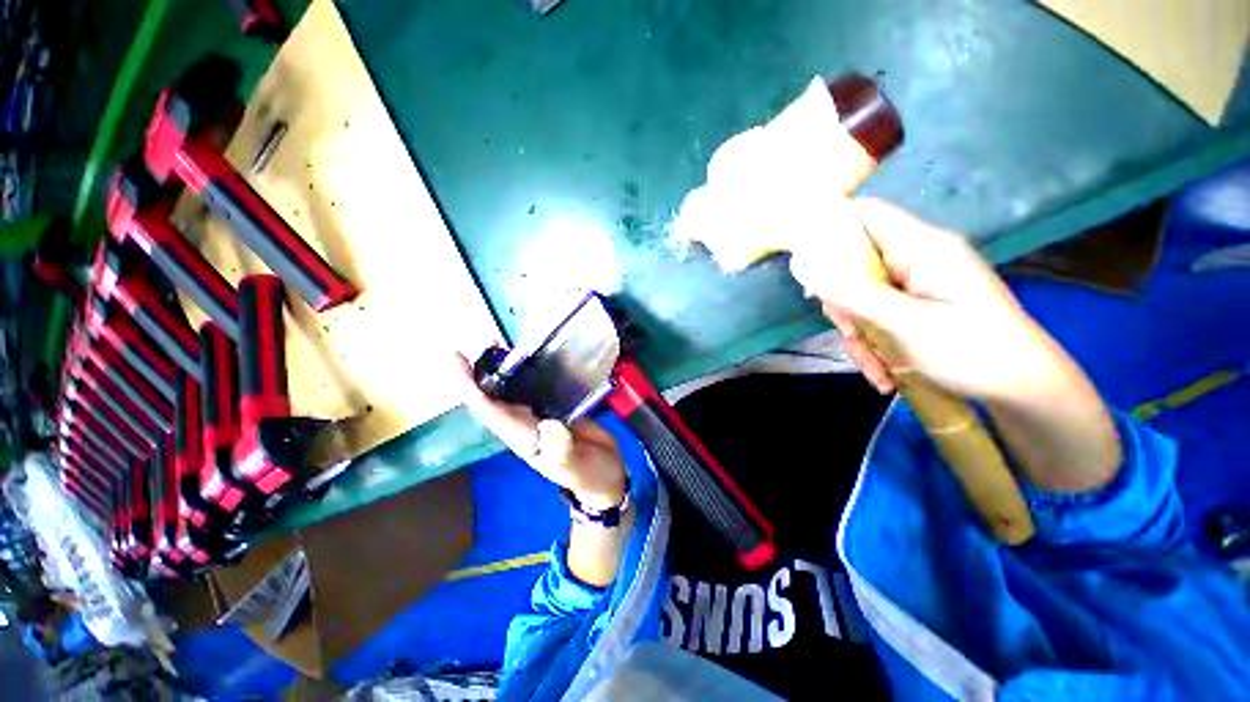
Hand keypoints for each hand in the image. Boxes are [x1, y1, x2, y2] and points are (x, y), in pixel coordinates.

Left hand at [454, 353, 627, 509]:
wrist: (607, 478)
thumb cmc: (590, 477)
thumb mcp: (577, 469)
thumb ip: (563, 453)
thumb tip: (548, 426)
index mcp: (523, 438)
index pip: (489, 410)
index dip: (471, 386)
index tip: (458, 360)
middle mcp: (526, 423)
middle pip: (495, 396)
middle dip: (484, 371)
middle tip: (485, 341)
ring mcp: (542, 415)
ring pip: (516, 389)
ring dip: (507, 368)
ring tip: (506, 343)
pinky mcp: (559, 408)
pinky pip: (541, 386)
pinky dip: (535, 370)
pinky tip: (541, 354)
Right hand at [790, 199, 1071, 401]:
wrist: (1024, 391)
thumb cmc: (975, 352)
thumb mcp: (908, 324)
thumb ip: (855, 295)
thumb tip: (807, 271)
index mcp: (922, 248)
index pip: (866, 215)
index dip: (829, 227)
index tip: (803, 260)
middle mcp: (916, 260)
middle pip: (854, 264)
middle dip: (843, 304)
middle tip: (850, 333)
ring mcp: (915, 286)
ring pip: (860, 299)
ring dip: (858, 335)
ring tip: (877, 370)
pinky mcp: (915, 307)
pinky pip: (875, 318)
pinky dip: (873, 345)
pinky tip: (885, 374)